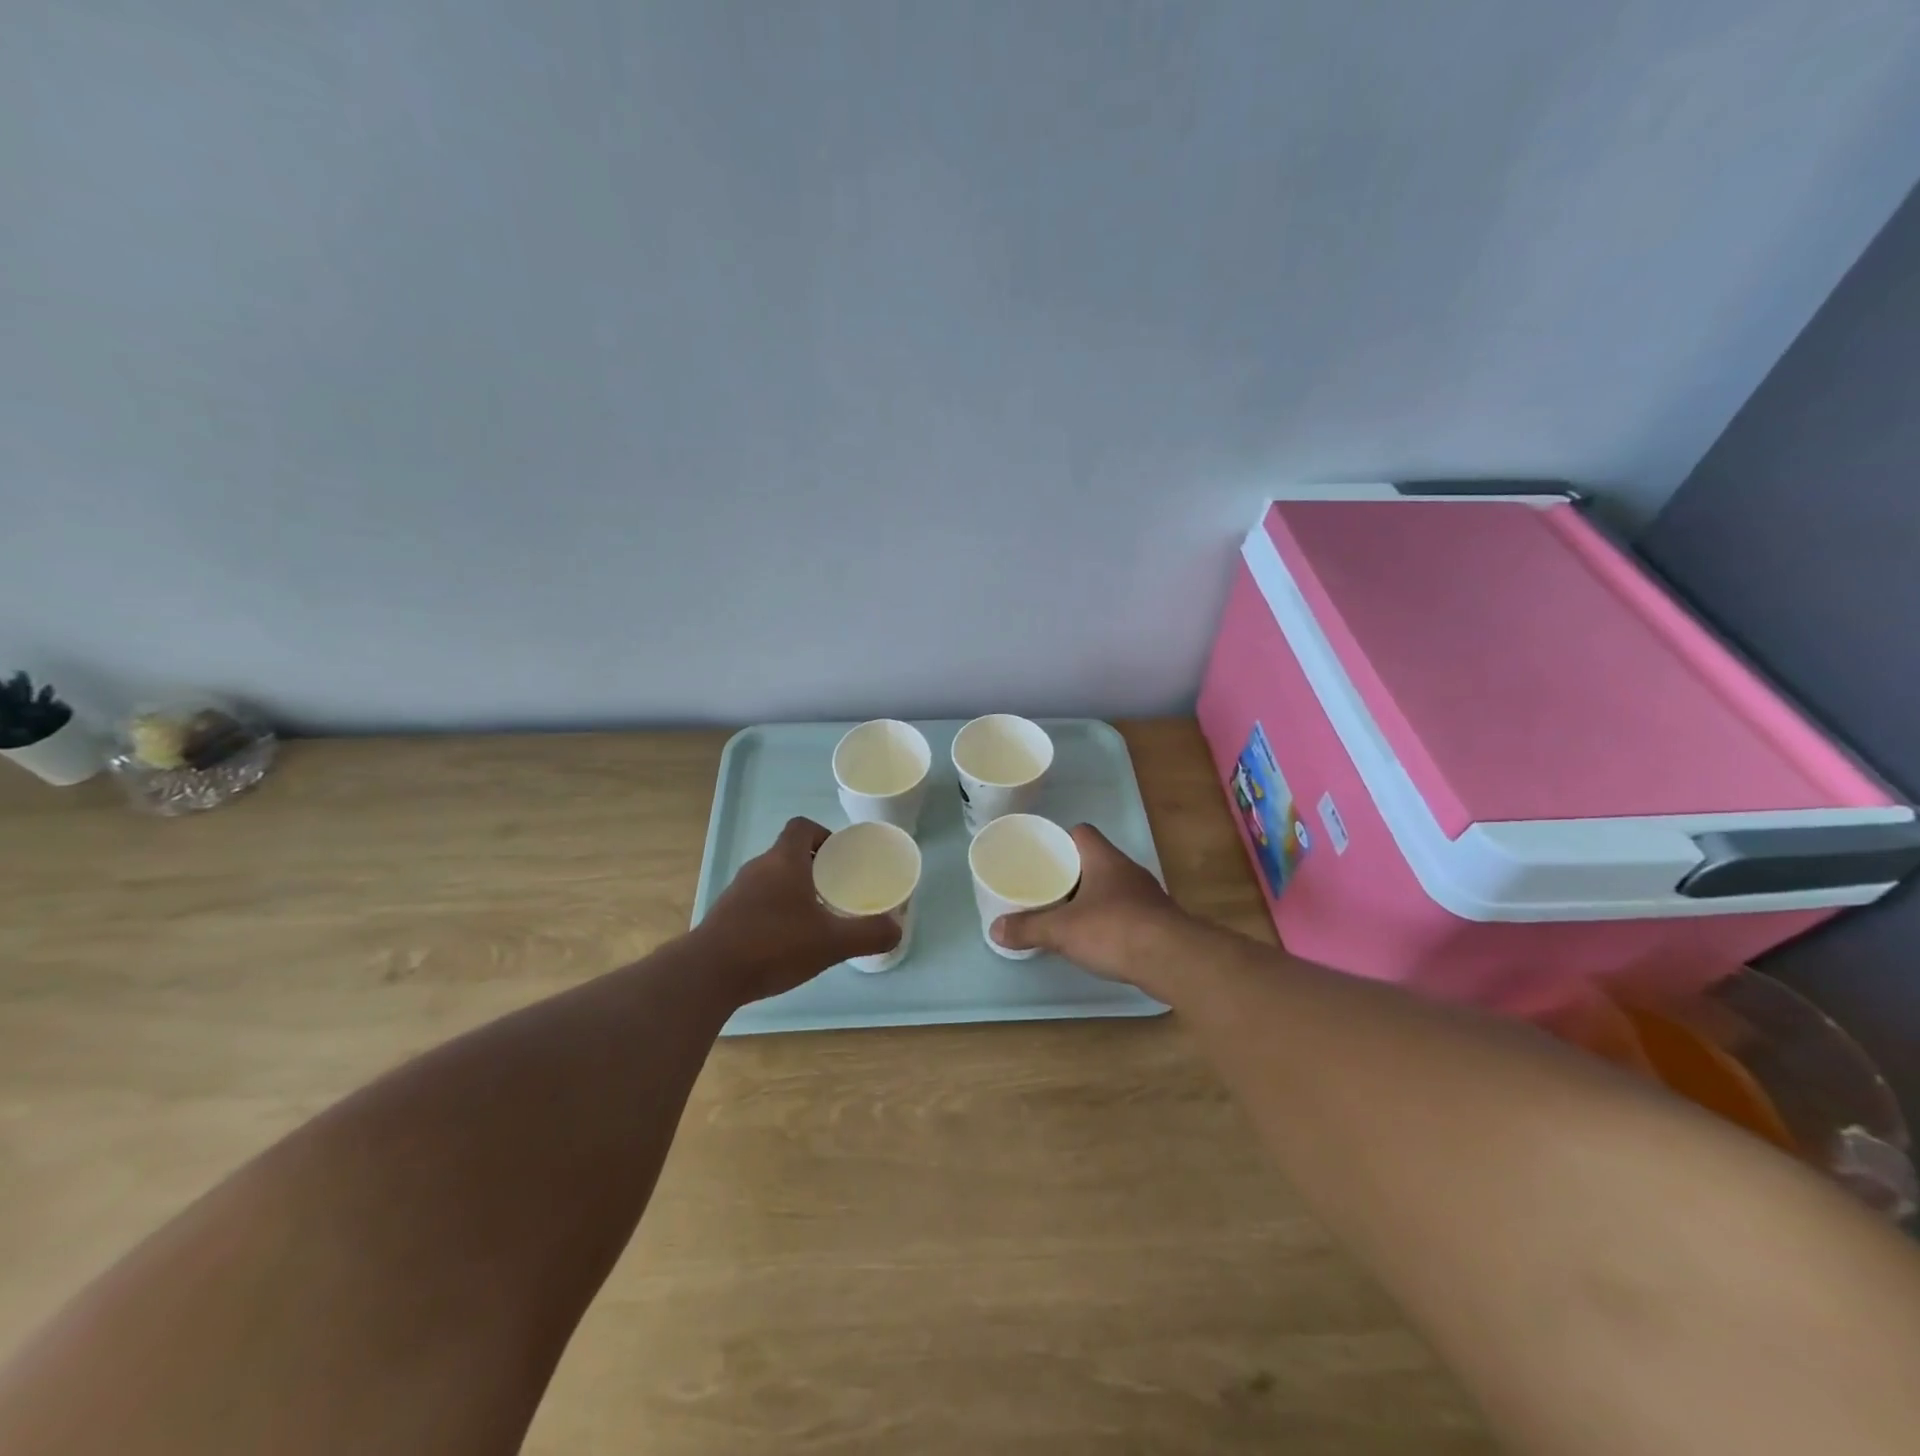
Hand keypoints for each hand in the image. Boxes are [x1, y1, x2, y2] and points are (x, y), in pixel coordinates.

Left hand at [698, 817, 901, 1004]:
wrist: (707, 975)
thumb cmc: (773, 945)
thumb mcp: (830, 942)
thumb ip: (868, 934)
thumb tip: (897, 929)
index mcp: (784, 861)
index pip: (801, 826)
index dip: (822, 834)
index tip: (839, 857)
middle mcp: (758, 868)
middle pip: (788, 852)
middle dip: (813, 865)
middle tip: (835, 889)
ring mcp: (737, 892)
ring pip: (771, 878)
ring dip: (792, 889)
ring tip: (814, 916)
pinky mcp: (725, 916)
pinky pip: (756, 901)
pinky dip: (774, 910)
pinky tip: (786, 940)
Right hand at [991, 824, 1186, 985]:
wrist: (1174, 960)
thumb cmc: (1115, 930)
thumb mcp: (1062, 930)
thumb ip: (1029, 928)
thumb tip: (995, 930)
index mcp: (1104, 859)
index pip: (1081, 832)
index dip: (1060, 839)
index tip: (1041, 856)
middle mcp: (1127, 870)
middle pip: (1094, 860)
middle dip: (1071, 872)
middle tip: (1045, 886)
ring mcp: (1146, 896)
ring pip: (1111, 887)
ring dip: (1091, 897)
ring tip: (1065, 913)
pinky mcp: (1157, 921)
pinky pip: (1125, 911)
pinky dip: (1109, 920)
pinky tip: (1095, 938)